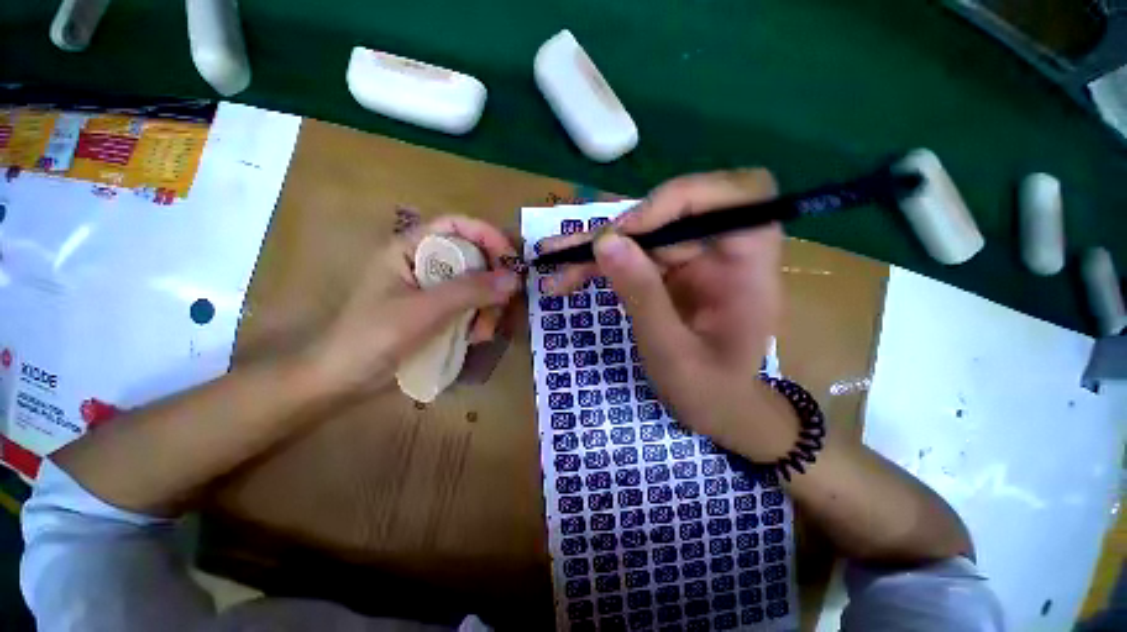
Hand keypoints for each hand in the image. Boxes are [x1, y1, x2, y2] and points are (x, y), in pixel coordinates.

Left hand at [306, 216, 520, 397]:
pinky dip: (480, 320)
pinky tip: (476, 338)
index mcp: (410, 249)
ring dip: (488, 307)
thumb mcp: (424, 310)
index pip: (456, 226)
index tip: (512, 260)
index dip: (487, 236)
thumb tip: (514, 278)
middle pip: (472, 257)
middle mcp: (424, 264)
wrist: (345, 381)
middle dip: (491, 282)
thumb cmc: (374, 337)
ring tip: (484, 332)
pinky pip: (471, 307)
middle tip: (502, 305)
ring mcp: (433, 290)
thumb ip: (469, 291)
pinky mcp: (439, 312)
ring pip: (476, 286)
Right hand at [543, 170, 797, 460]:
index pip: (740, 195)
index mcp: (749, 268)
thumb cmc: (707, 391)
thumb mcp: (671, 352)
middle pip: (675, 212)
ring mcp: (694, 260)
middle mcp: (723, 253)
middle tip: (576, 254)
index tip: (633, 229)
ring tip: (554, 260)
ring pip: (644, 233)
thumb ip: (642, 296)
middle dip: (621, 230)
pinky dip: (599, 264)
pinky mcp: (670, 271)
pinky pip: (633, 254)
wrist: (714, 408)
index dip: (685, 198)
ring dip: (598, 247)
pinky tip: (566, 277)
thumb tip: (606, 242)